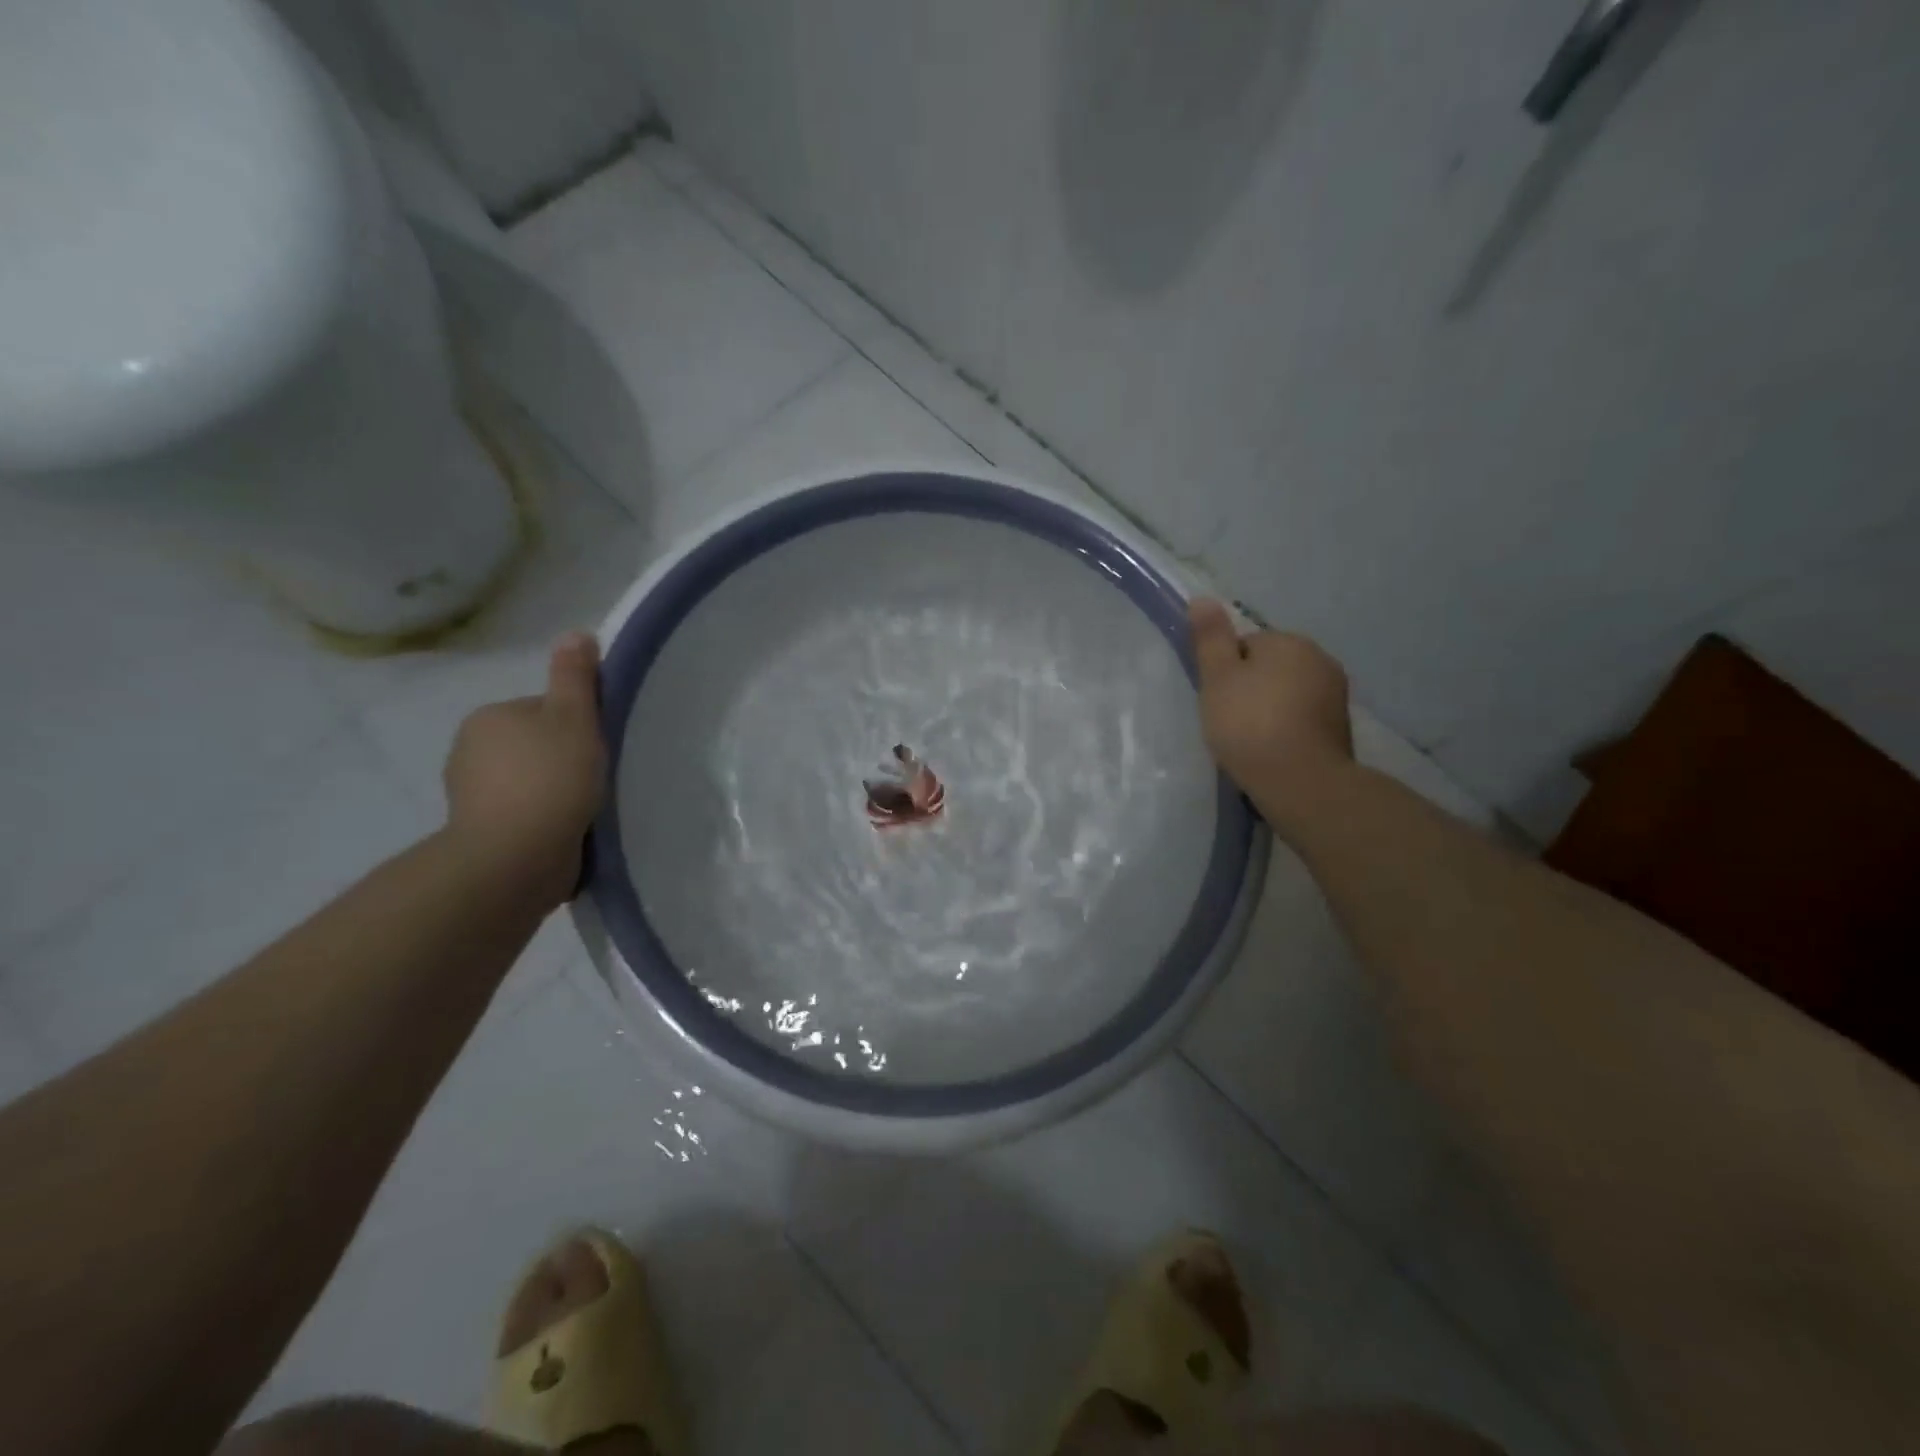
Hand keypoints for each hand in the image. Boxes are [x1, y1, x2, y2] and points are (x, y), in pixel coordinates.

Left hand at [443, 632, 606, 906]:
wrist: (515, 857)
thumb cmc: (550, 779)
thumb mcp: (574, 718)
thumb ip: (575, 678)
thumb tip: (576, 633)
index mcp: (490, 717)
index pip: (544, 710)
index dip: (578, 726)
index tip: (598, 748)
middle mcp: (469, 750)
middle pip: (535, 745)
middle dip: (563, 760)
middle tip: (596, 780)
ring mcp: (470, 795)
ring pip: (528, 781)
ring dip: (553, 792)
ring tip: (583, 811)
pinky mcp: (479, 832)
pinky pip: (521, 814)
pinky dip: (542, 820)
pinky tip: (565, 832)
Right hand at [1189, 598, 1352, 823]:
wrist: (1300, 781)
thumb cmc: (1250, 724)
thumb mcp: (1217, 678)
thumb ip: (1210, 638)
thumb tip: (1202, 598)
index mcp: (1289, 642)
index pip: (1246, 643)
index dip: (1226, 670)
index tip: (1216, 698)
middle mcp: (1319, 659)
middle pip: (1270, 666)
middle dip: (1250, 687)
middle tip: (1229, 719)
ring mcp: (1335, 694)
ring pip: (1288, 691)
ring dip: (1270, 707)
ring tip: (1249, 738)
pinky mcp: (1340, 726)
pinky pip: (1303, 716)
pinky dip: (1287, 727)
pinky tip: (1272, 748)